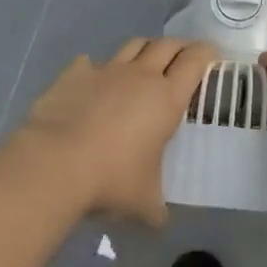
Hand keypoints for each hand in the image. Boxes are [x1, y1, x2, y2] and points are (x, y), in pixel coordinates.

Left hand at [15, 38, 216, 225]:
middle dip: (179, 48)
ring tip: (145, 64)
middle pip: (167, 45)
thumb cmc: (111, 180)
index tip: (212, 56)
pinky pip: (89, 62)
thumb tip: (159, 220)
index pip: (195, 60)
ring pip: (133, 45)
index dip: (207, 53)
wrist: (54, 164)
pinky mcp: (73, 74)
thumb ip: (156, 207)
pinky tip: (94, 82)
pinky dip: (96, 69)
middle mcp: (140, 76)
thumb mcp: (144, 203)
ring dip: (144, 50)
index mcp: (167, 99)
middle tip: (183, 60)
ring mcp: (105, 70)